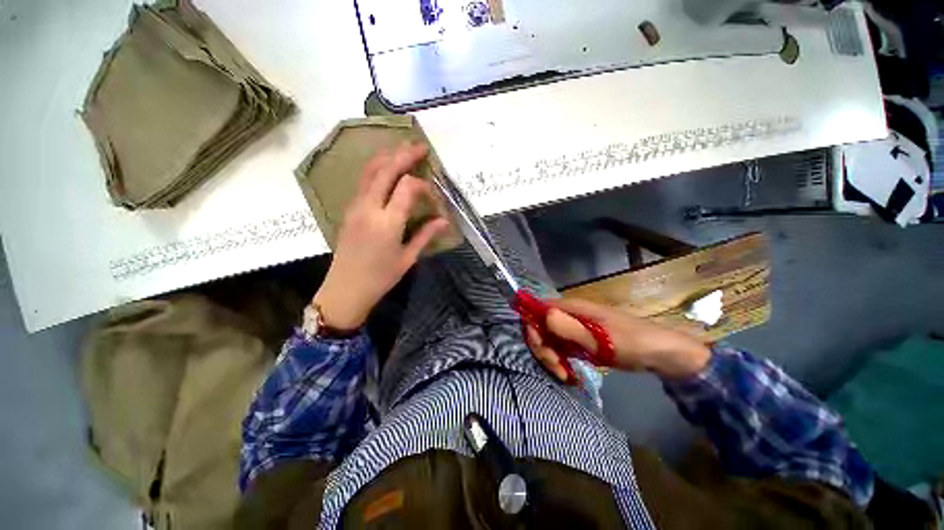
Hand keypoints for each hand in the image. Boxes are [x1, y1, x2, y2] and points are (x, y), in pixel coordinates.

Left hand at [313, 143, 448, 330]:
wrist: (345, 289)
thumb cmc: (380, 278)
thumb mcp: (408, 258)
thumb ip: (425, 235)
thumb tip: (444, 220)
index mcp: (387, 222)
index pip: (407, 188)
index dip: (423, 186)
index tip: (433, 196)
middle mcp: (369, 208)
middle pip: (386, 170)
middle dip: (404, 155)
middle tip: (420, 146)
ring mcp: (356, 206)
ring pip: (370, 171)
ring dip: (387, 156)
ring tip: (402, 148)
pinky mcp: (349, 209)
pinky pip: (363, 181)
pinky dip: (376, 168)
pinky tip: (386, 167)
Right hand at [524, 298, 711, 380]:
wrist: (661, 354)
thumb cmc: (633, 343)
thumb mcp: (602, 340)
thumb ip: (571, 329)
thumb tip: (543, 315)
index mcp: (572, 307)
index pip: (538, 310)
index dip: (533, 329)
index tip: (544, 352)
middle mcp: (569, 314)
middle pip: (541, 326)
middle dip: (543, 348)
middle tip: (557, 368)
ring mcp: (574, 326)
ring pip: (549, 338)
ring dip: (551, 357)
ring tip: (564, 374)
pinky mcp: (580, 339)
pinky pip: (560, 346)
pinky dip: (560, 359)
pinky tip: (568, 372)